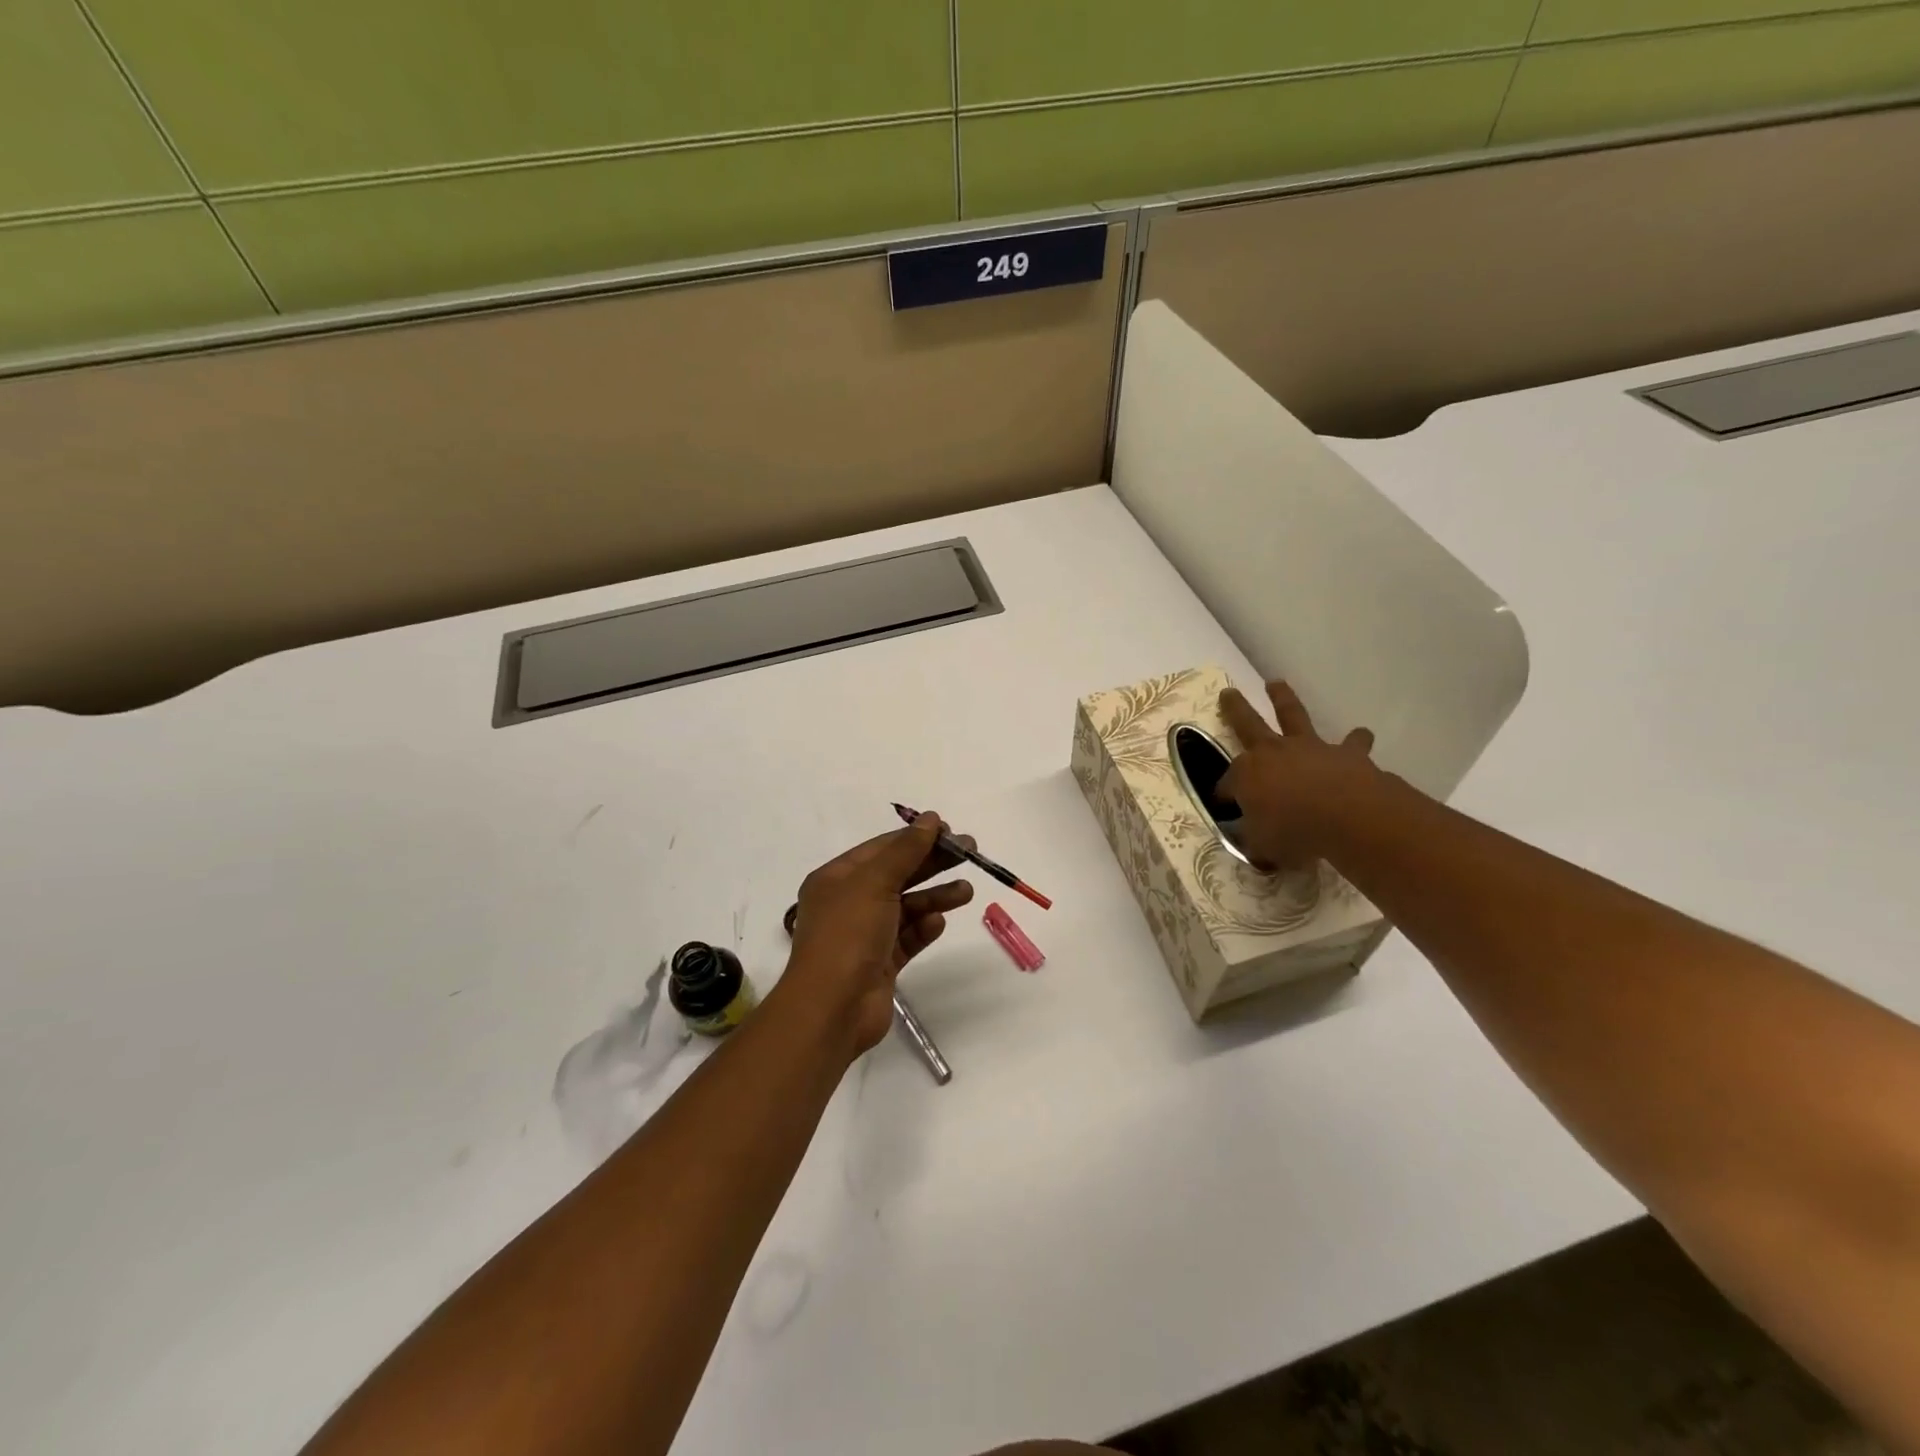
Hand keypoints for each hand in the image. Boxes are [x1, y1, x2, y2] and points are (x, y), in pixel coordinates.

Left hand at [781, 814, 974, 1056]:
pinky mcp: (881, 964)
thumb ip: (906, 850)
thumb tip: (930, 819)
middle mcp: (848, 903)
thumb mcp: (875, 882)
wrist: (832, 1008)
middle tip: (970, 853)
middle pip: (897, 874)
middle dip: (932, 863)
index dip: (915, 837)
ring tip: (966, 892)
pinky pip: (907, 938)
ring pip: (906, 907)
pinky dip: (924, 928)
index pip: (881, 848)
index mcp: (836, 878)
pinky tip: (939, 923)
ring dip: (935, 897)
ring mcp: (865, 935)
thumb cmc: (848, 934)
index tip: (950, 831)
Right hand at [1218, 681, 1380, 871]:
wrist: (1345, 815)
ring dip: (1283, 699)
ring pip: (1292, 715)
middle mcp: (1272, 752)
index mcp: (1246, 775)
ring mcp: (1309, 748)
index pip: (1227, 783)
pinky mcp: (1345, 753)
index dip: (1225, 795)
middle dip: (1235, 709)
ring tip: (1276, 684)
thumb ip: (1256, 841)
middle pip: (1247, 724)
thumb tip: (1253, 843)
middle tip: (1228, 693)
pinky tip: (1361, 735)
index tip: (1225, 805)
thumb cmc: (1293, 831)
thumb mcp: (1263, 846)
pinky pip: (1352, 743)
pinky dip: (1356, 740)